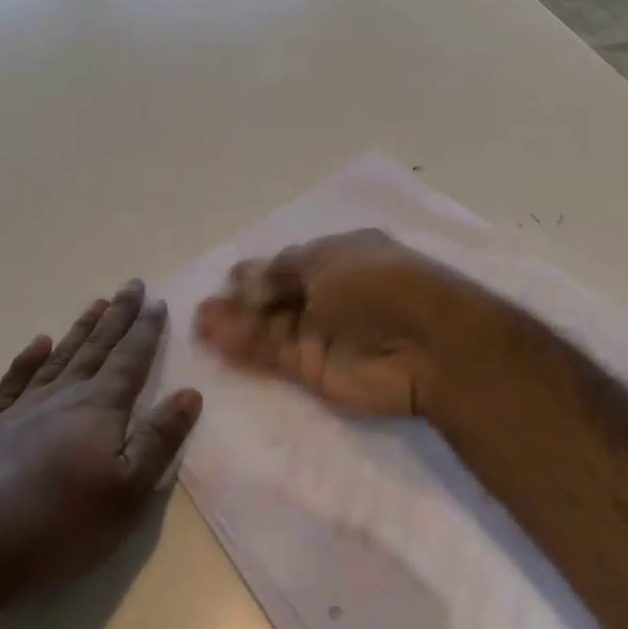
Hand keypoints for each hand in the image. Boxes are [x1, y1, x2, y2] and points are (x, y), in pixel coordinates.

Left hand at [0, 281, 201, 610]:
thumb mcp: (129, 491)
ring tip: (95, 304)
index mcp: (100, 407)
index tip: (157, 301)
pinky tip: (35, 345)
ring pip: (59, 357)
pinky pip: (12, 384)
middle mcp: (63, 396)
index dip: (146, 330)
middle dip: (117, 316)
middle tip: (131, 284)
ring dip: (80, 330)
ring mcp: (21, 411)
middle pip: (97, 347)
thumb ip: (160, 439)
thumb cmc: (60, 524)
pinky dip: (25, 361)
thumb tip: (189, 393)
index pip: (131, 358)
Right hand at [193, 229, 499, 418]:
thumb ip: (281, 273)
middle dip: (242, 300)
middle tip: (205, 308)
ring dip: (237, 324)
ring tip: (200, 323)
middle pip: (277, 297)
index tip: (230, 278)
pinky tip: (217, 340)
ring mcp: (323, 333)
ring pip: (270, 328)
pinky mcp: (316, 371)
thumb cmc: (378, 284)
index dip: (261, 271)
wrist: (426, 344)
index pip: (291, 263)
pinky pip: (275, 355)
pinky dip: (247, 348)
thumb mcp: (327, 262)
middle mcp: (330, 293)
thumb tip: (244, 278)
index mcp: (340, 257)